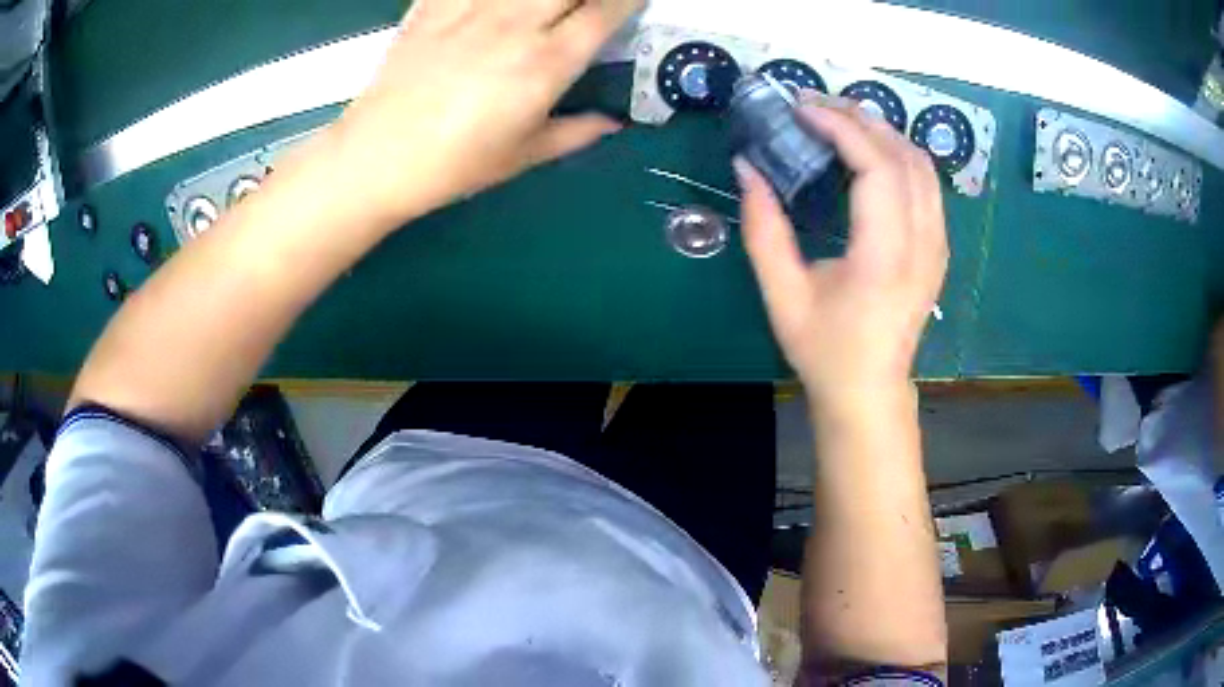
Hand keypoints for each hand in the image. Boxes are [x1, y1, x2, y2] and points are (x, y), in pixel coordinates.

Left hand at [329, 0, 642, 226]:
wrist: (378, 156)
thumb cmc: (454, 164)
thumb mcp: (523, 155)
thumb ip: (576, 132)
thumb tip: (611, 123)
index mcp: (546, 63)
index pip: (606, 11)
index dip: (627, 0)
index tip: (631, 2)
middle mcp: (515, 24)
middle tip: (585, 9)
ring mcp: (472, 8)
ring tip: (540, 9)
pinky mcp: (436, 5)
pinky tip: (495, 4)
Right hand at [736, 103, 948, 401]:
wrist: (870, 390)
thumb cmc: (824, 350)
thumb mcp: (782, 295)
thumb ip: (763, 229)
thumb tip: (747, 167)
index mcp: (884, 259)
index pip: (876, 169)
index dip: (841, 128)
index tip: (801, 110)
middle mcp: (922, 245)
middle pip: (904, 157)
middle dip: (859, 118)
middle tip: (814, 104)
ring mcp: (937, 246)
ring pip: (923, 166)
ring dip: (883, 132)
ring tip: (840, 119)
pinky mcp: (939, 248)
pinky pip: (928, 184)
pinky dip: (899, 154)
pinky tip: (871, 151)